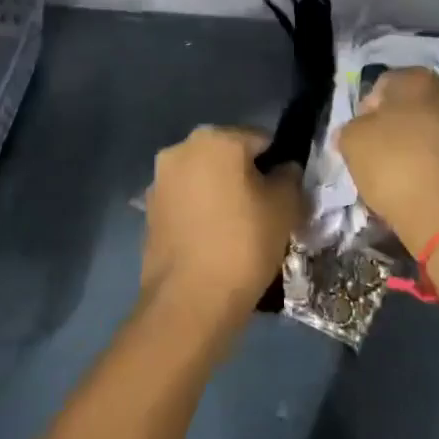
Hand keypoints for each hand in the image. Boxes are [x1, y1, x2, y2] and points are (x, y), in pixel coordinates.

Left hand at [142, 126, 302, 323]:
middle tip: (266, 212)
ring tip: (240, 230)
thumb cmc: (243, 243)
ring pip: (205, 178)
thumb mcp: (284, 207)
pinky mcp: (149, 210)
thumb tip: (284, 169)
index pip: (261, 139)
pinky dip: (201, 213)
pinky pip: (186, 201)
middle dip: (247, 177)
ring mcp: (160, 179)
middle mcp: (182, 148)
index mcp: (216, 138)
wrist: (189, 301)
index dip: (279, 165)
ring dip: (222, 194)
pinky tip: (215, 241)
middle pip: (228, 156)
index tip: (287, 194)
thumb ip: (289, 177)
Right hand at [336, 68, 438, 255]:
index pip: (383, 85)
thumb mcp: (352, 141)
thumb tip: (359, 131)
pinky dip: (437, 169)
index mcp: (418, 80)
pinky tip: (423, 190)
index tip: (359, 138)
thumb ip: (351, 128)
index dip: (366, 111)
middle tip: (378, 156)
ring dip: (418, 148)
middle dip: (395, 128)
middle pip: (412, 108)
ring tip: (400, 178)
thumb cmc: (395, 167)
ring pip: (433, 133)